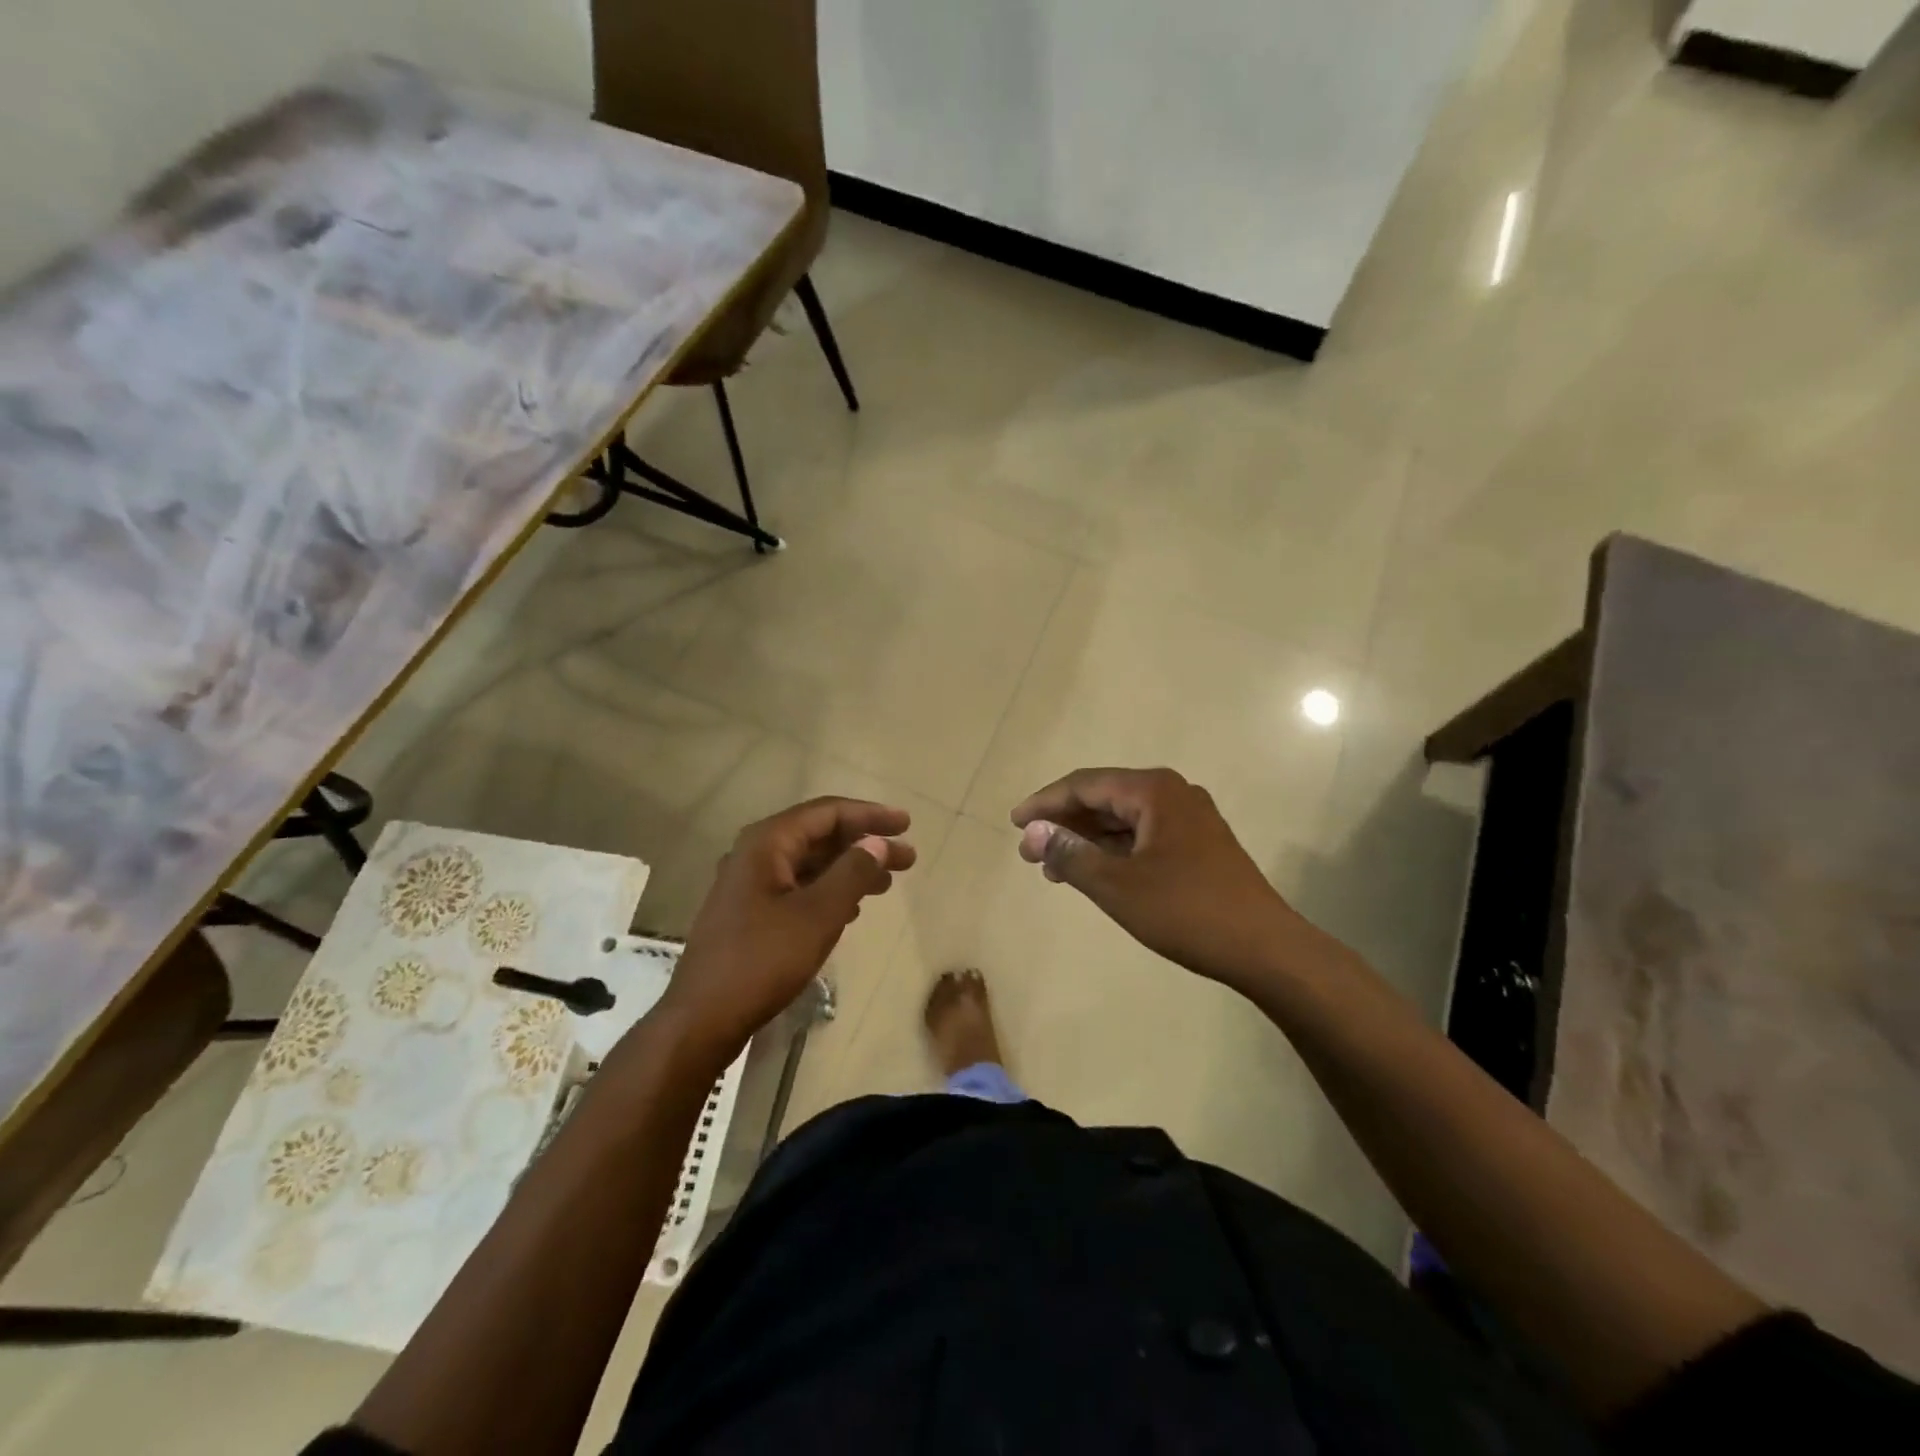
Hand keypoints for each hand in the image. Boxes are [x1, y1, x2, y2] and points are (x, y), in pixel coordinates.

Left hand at [660, 797, 915, 1056]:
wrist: (702, 1019)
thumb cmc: (763, 960)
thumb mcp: (818, 914)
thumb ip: (852, 872)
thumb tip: (877, 843)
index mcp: (767, 843)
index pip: (827, 813)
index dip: (869, 815)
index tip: (905, 824)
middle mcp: (755, 854)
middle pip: (819, 836)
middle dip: (864, 843)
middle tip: (907, 858)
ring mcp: (749, 885)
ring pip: (810, 864)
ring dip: (849, 869)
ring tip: (887, 884)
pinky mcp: (749, 913)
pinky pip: (797, 888)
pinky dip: (828, 891)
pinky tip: (851, 910)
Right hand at [1011, 767, 1303, 988]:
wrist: (1265, 948)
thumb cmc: (1186, 911)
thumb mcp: (1117, 885)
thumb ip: (1070, 854)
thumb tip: (1032, 832)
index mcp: (1153, 790)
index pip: (1084, 785)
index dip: (1045, 803)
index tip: (1014, 823)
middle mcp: (1172, 793)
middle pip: (1104, 798)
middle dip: (1064, 824)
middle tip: (1030, 853)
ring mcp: (1189, 818)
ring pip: (1123, 819)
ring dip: (1087, 840)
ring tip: (1054, 868)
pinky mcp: (1199, 843)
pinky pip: (1143, 836)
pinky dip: (1114, 851)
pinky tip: (1093, 873)